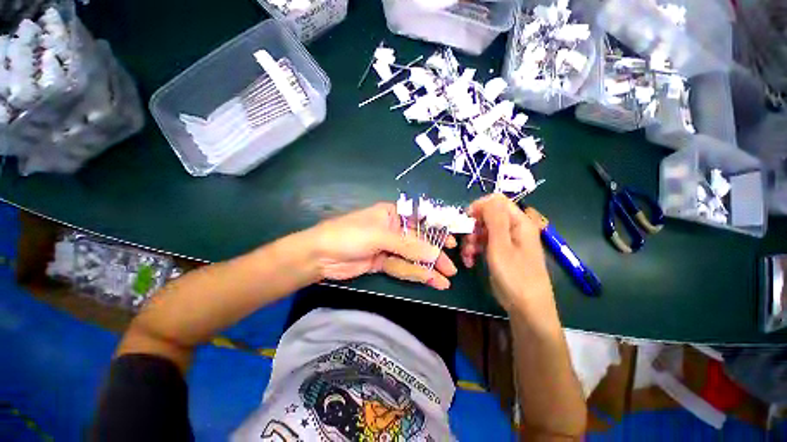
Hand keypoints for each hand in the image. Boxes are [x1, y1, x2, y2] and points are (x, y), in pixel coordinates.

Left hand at [307, 202, 457, 289]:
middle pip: (418, 243)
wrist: (320, 256)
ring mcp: (388, 247)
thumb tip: (434, 255)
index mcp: (392, 215)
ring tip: (444, 281)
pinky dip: (414, 273)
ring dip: (427, 269)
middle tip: (450, 269)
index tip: (452, 243)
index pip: (420, 221)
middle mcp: (392, 230)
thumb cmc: (349, 235)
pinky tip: (428, 280)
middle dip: (434, 256)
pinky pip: (401, 267)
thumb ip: (407, 246)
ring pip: (411, 258)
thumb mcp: (379, 236)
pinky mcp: (382, 262)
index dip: (437, 232)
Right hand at [461, 194, 553, 313]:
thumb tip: (489, 197)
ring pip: (482, 230)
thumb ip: (494, 218)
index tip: (467, 220)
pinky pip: (483, 243)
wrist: (526, 308)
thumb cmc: (515, 276)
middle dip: (473, 228)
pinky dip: (474, 250)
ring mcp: (506, 241)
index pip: (496, 201)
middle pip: (487, 216)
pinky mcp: (500, 252)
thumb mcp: (501, 245)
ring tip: (467, 257)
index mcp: (518, 222)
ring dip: (471, 241)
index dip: (479, 207)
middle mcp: (513, 228)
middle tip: (468, 242)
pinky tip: (470, 261)